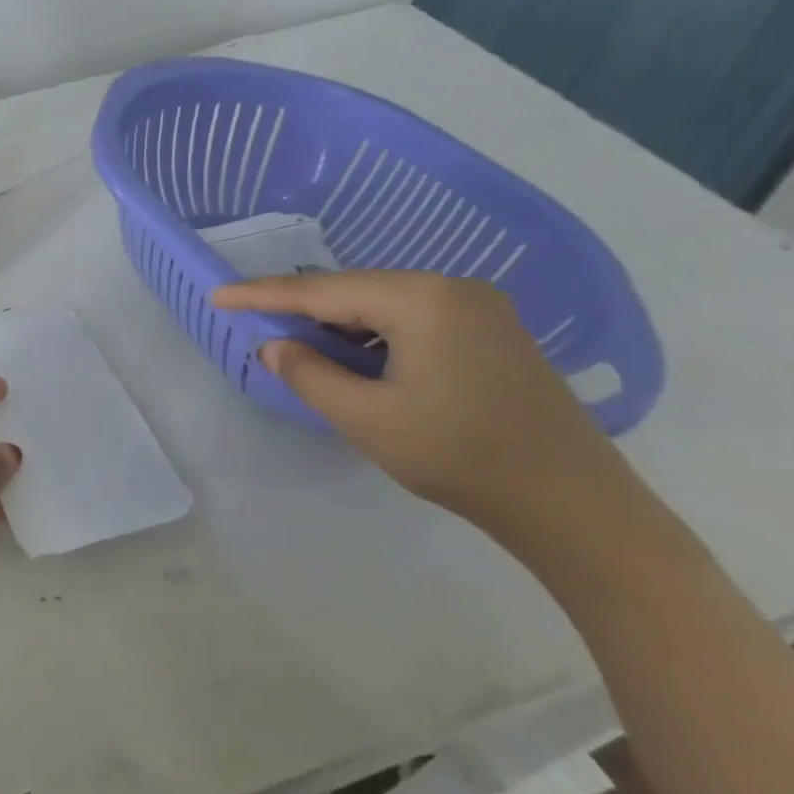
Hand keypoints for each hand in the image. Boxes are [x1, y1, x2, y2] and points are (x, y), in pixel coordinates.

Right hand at [212, 271, 651, 552]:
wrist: (574, 505)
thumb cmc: (460, 456)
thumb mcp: (366, 418)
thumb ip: (309, 374)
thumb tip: (275, 345)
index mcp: (421, 299)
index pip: (322, 291)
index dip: (263, 295)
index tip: (218, 297)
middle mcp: (452, 288)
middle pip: (355, 291)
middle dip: (302, 309)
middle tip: (255, 325)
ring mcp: (480, 309)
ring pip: (384, 305)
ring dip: (339, 326)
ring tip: (302, 349)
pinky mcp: (494, 333)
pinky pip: (414, 319)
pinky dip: (375, 336)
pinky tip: (359, 361)